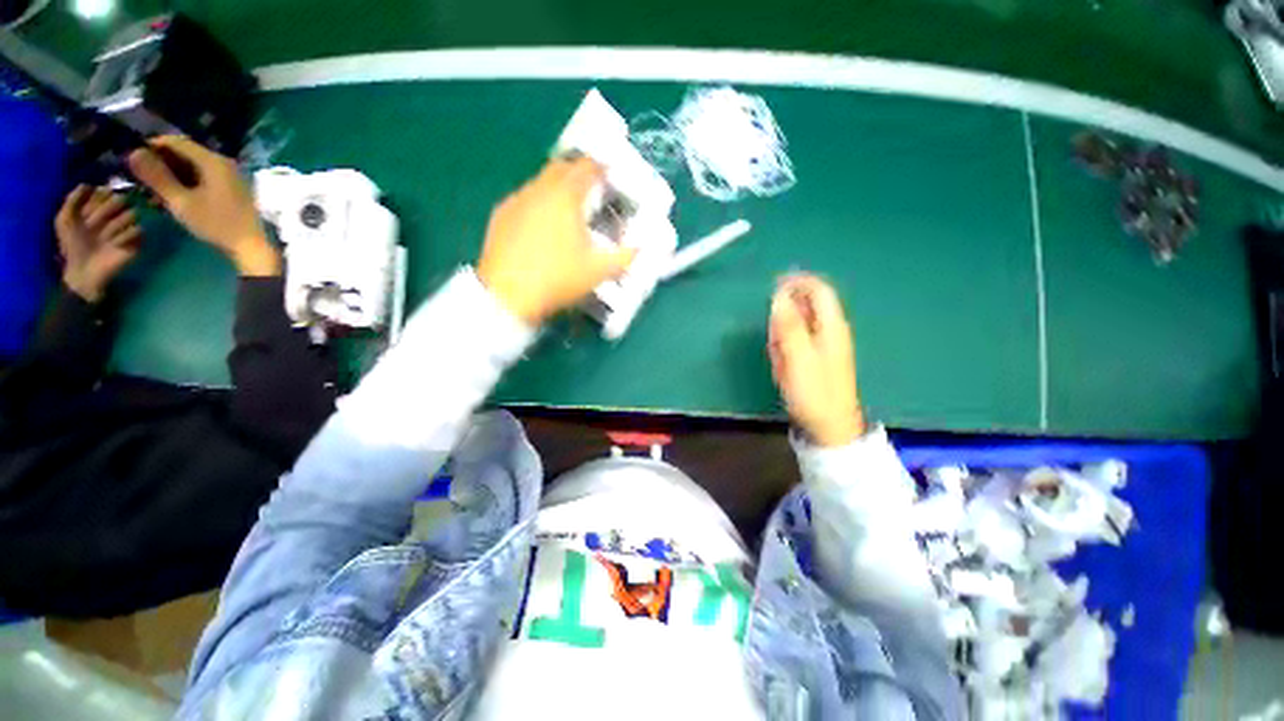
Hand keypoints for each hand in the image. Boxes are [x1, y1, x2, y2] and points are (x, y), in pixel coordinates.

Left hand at [56, 185, 142, 302]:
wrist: (83, 270)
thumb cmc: (72, 245)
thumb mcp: (64, 220)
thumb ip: (72, 200)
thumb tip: (88, 184)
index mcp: (98, 207)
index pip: (106, 191)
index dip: (97, 198)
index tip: (86, 211)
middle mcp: (113, 214)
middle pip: (120, 199)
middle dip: (106, 211)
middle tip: (93, 225)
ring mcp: (126, 227)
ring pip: (131, 214)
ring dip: (115, 226)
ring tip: (105, 238)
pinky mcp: (136, 240)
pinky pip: (138, 231)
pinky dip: (125, 237)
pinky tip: (116, 246)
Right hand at [127, 136, 279, 276]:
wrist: (252, 246)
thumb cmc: (216, 224)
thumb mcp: (181, 202)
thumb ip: (157, 177)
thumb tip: (133, 153)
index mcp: (213, 161)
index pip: (176, 142)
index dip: (152, 146)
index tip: (132, 157)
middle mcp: (223, 163)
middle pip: (185, 154)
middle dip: (160, 163)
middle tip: (138, 176)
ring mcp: (230, 176)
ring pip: (192, 168)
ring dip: (170, 176)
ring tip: (149, 191)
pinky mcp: (231, 189)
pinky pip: (202, 179)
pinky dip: (185, 184)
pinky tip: (169, 198)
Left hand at [477, 158, 636, 324]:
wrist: (508, 294)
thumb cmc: (558, 278)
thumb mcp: (599, 271)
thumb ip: (626, 257)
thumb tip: (642, 248)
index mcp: (566, 196)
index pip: (588, 167)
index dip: (602, 167)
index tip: (611, 175)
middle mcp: (539, 190)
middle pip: (562, 168)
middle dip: (579, 173)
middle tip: (591, 190)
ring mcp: (517, 201)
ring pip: (541, 183)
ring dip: (558, 189)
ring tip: (568, 211)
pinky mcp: (501, 215)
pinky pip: (525, 199)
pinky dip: (538, 204)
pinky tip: (542, 227)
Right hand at [769, 274, 866, 446]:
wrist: (829, 425)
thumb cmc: (814, 391)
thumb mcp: (798, 357)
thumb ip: (789, 325)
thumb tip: (779, 296)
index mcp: (831, 325)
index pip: (819, 290)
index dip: (797, 282)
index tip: (773, 286)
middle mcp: (830, 330)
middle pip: (807, 305)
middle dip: (786, 314)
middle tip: (774, 337)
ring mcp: (823, 344)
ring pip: (799, 324)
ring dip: (783, 333)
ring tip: (778, 356)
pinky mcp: (815, 358)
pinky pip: (796, 342)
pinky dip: (785, 347)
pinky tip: (782, 364)